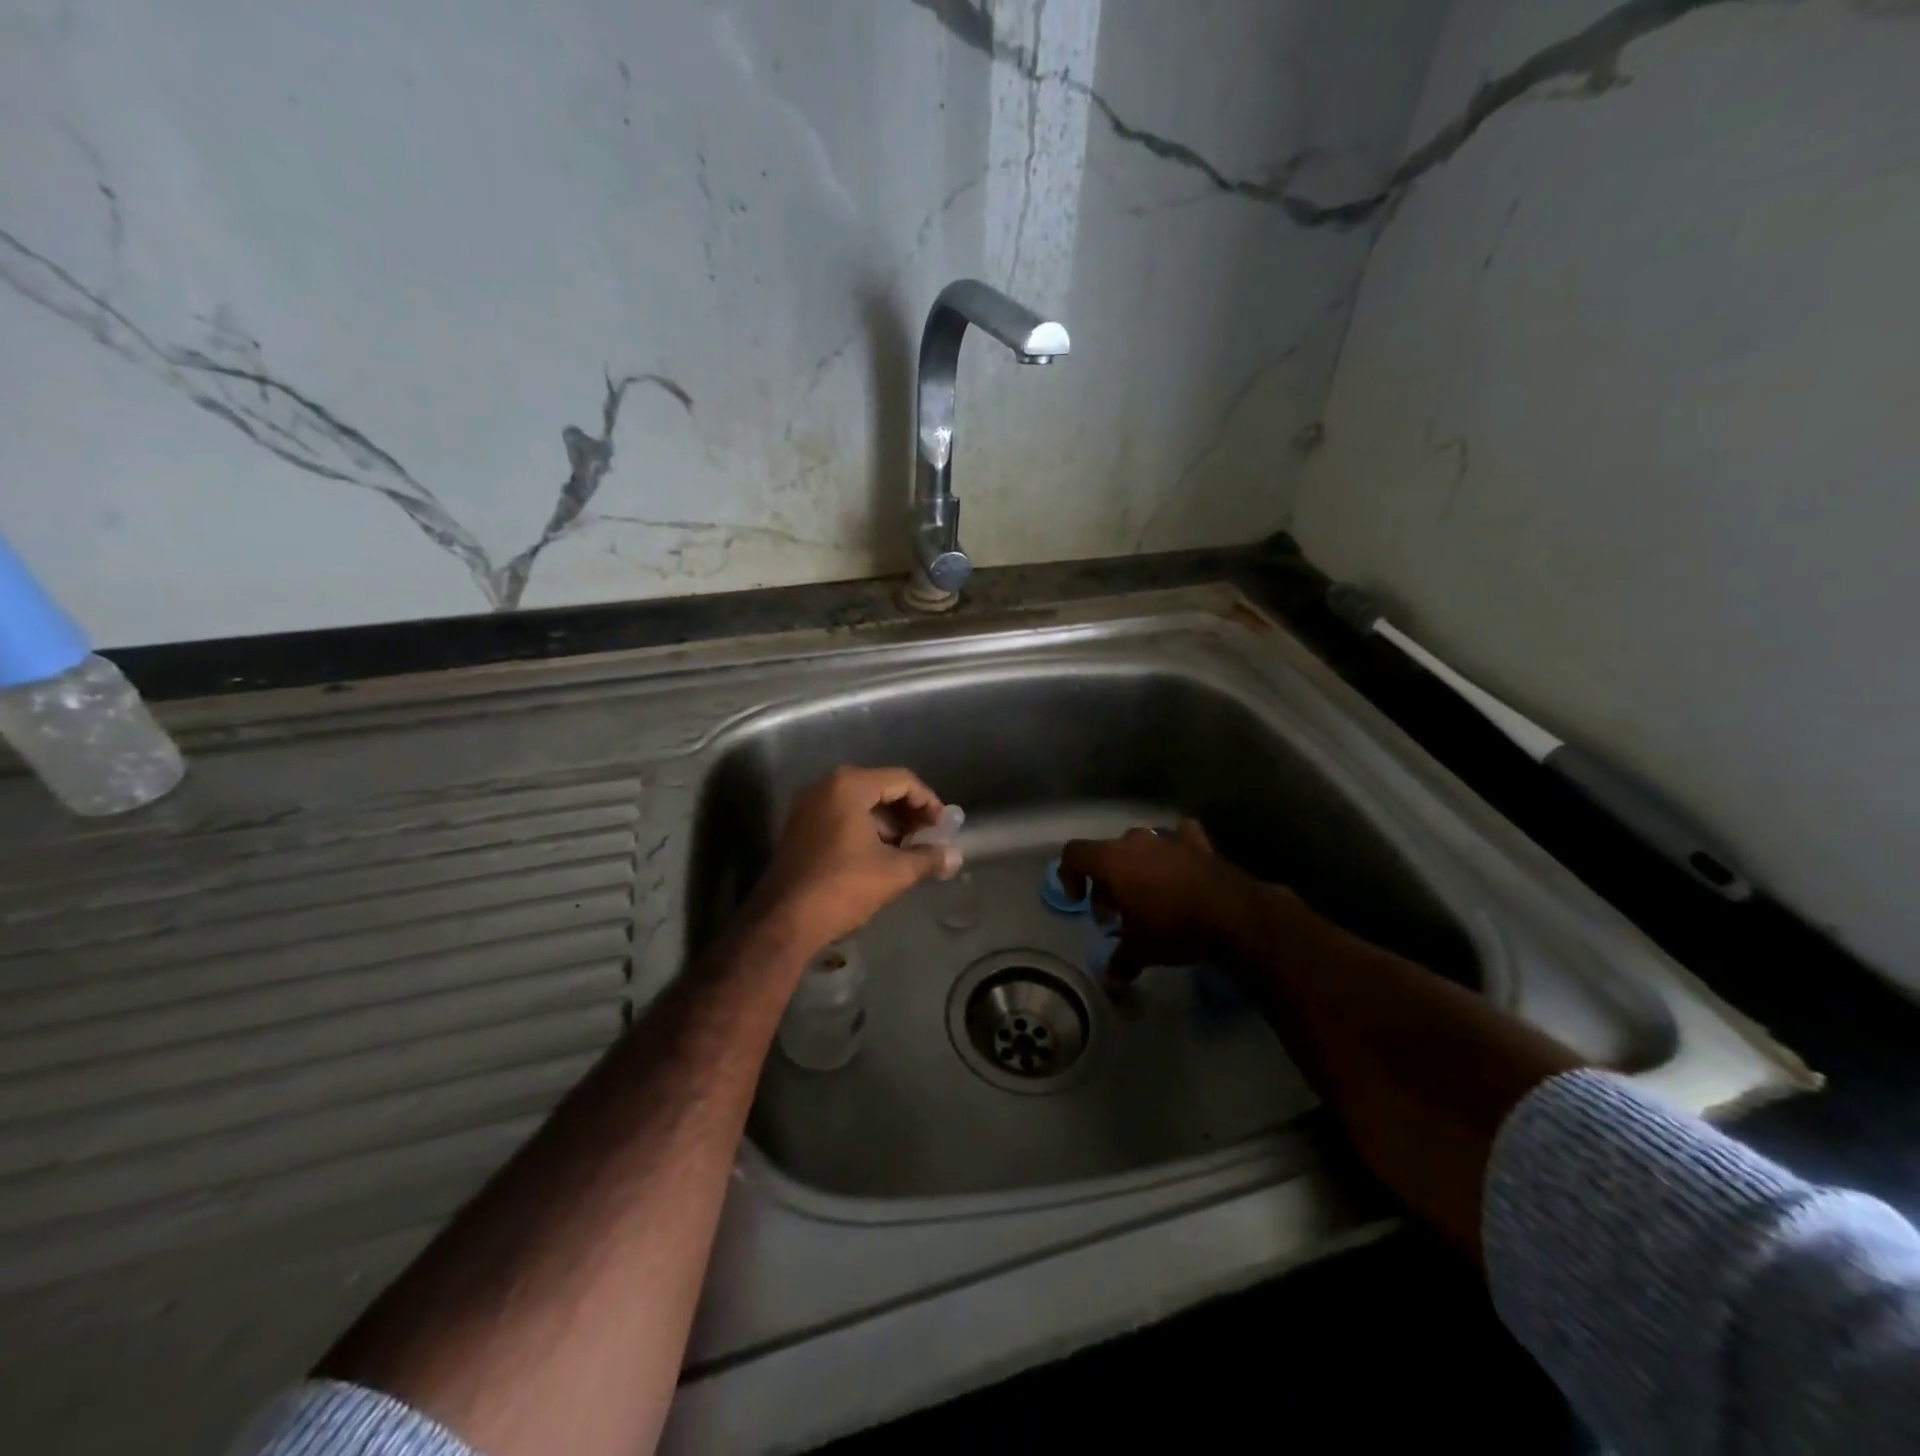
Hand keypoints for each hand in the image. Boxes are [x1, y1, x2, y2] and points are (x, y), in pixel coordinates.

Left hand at [746, 765, 960, 953]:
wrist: (784, 921)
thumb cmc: (843, 886)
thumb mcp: (894, 872)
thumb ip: (928, 858)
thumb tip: (955, 857)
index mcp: (849, 786)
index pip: (901, 780)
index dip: (928, 802)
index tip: (944, 827)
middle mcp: (825, 787)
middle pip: (880, 788)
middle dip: (909, 813)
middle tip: (929, 838)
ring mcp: (808, 808)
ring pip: (861, 805)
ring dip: (889, 825)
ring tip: (909, 852)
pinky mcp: (800, 830)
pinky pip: (842, 819)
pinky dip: (866, 831)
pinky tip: (881, 858)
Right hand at [1058, 819, 1263, 982]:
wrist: (1233, 915)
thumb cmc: (1173, 927)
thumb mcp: (1141, 949)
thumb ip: (1121, 959)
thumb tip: (1110, 978)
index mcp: (1112, 860)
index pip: (1075, 853)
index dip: (1069, 875)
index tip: (1078, 901)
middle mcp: (1136, 842)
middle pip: (1107, 854)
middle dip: (1106, 883)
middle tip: (1115, 914)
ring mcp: (1169, 839)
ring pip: (1140, 846)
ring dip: (1136, 868)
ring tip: (1146, 896)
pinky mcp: (1198, 845)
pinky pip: (1179, 837)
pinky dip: (1175, 850)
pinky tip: (1179, 863)